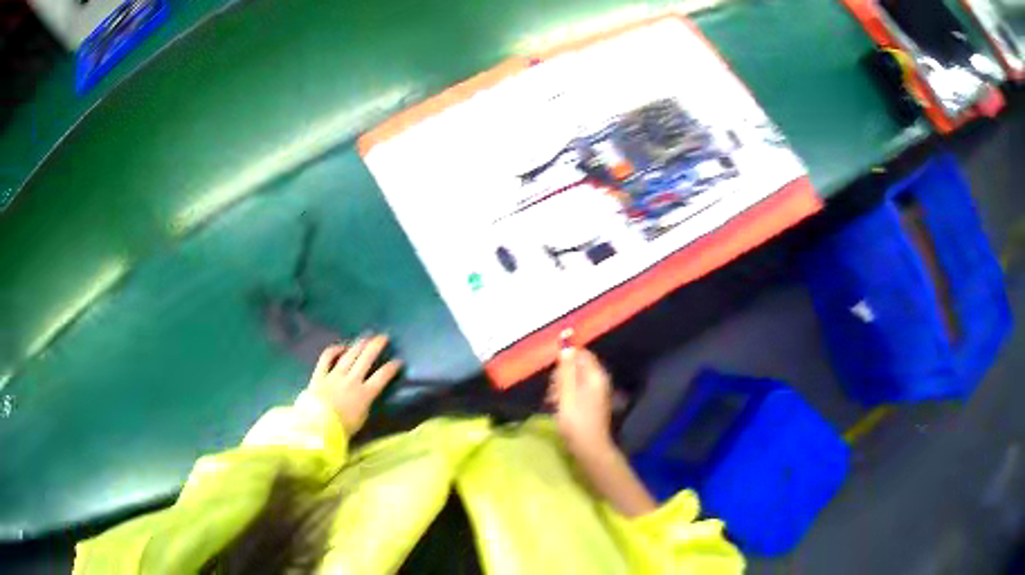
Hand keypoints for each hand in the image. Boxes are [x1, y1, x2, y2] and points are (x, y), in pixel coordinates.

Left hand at [309, 335, 401, 434]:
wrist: (317, 428)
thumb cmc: (343, 428)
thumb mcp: (361, 419)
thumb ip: (366, 404)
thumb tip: (368, 394)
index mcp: (365, 394)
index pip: (382, 376)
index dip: (392, 367)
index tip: (398, 362)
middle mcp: (351, 380)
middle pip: (366, 358)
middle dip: (377, 346)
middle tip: (384, 337)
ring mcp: (334, 375)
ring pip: (349, 355)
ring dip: (359, 344)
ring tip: (366, 337)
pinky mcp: (320, 374)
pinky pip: (327, 357)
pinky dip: (334, 350)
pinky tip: (341, 347)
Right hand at [548, 347, 613, 457]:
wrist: (589, 447)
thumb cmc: (576, 420)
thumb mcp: (566, 393)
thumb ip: (566, 369)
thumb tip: (567, 346)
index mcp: (595, 375)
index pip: (582, 354)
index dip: (566, 358)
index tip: (554, 373)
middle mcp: (598, 381)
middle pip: (577, 367)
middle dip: (561, 375)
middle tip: (553, 392)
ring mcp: (596, 394)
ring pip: (574, 380)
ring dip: (560, 387)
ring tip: (553, 402)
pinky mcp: (591, 404)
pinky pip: (576, 392)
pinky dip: (565, 397)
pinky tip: (558, 408)